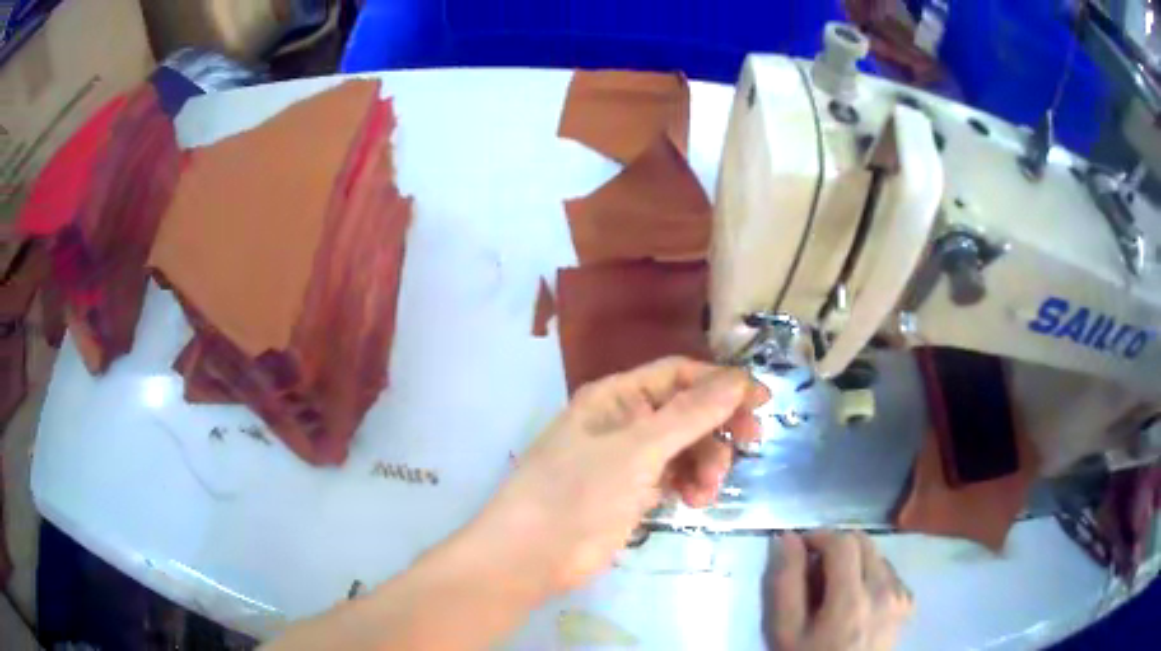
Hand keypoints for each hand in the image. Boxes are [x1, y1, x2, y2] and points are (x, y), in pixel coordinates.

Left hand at [465, 357, 767, 595]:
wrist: (531, 557)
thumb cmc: (578, 492)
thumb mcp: (638, 450)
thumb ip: (691, 415)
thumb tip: (739, 379)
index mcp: (617, 397)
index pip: (680, 375)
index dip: (721, 384)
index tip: (761, 401)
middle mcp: (625, 421)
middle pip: (687, 411)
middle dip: (717, 428)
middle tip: (750, 444)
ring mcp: (628, 460)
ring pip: (685, 447)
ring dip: (706, 462)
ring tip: (707, 488)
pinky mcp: (632, 493)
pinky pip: (675, 477)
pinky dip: (691, 485)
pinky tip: (695, 502)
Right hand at [764, 531, 913, 650]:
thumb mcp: (784, 630)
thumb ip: (785, 583)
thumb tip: (788, 538)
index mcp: (852, 599)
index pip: (842, 542)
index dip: (818, 536)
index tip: (799, 548)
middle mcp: (885, 590)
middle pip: (863, 541)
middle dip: (835, 546)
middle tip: (813, 570)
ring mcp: (901, 596)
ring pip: (876, 554)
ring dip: (853, 560)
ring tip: (832, 589)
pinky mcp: (907, 602)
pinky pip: (888, 571)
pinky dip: (869, 574)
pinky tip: (855, 599)